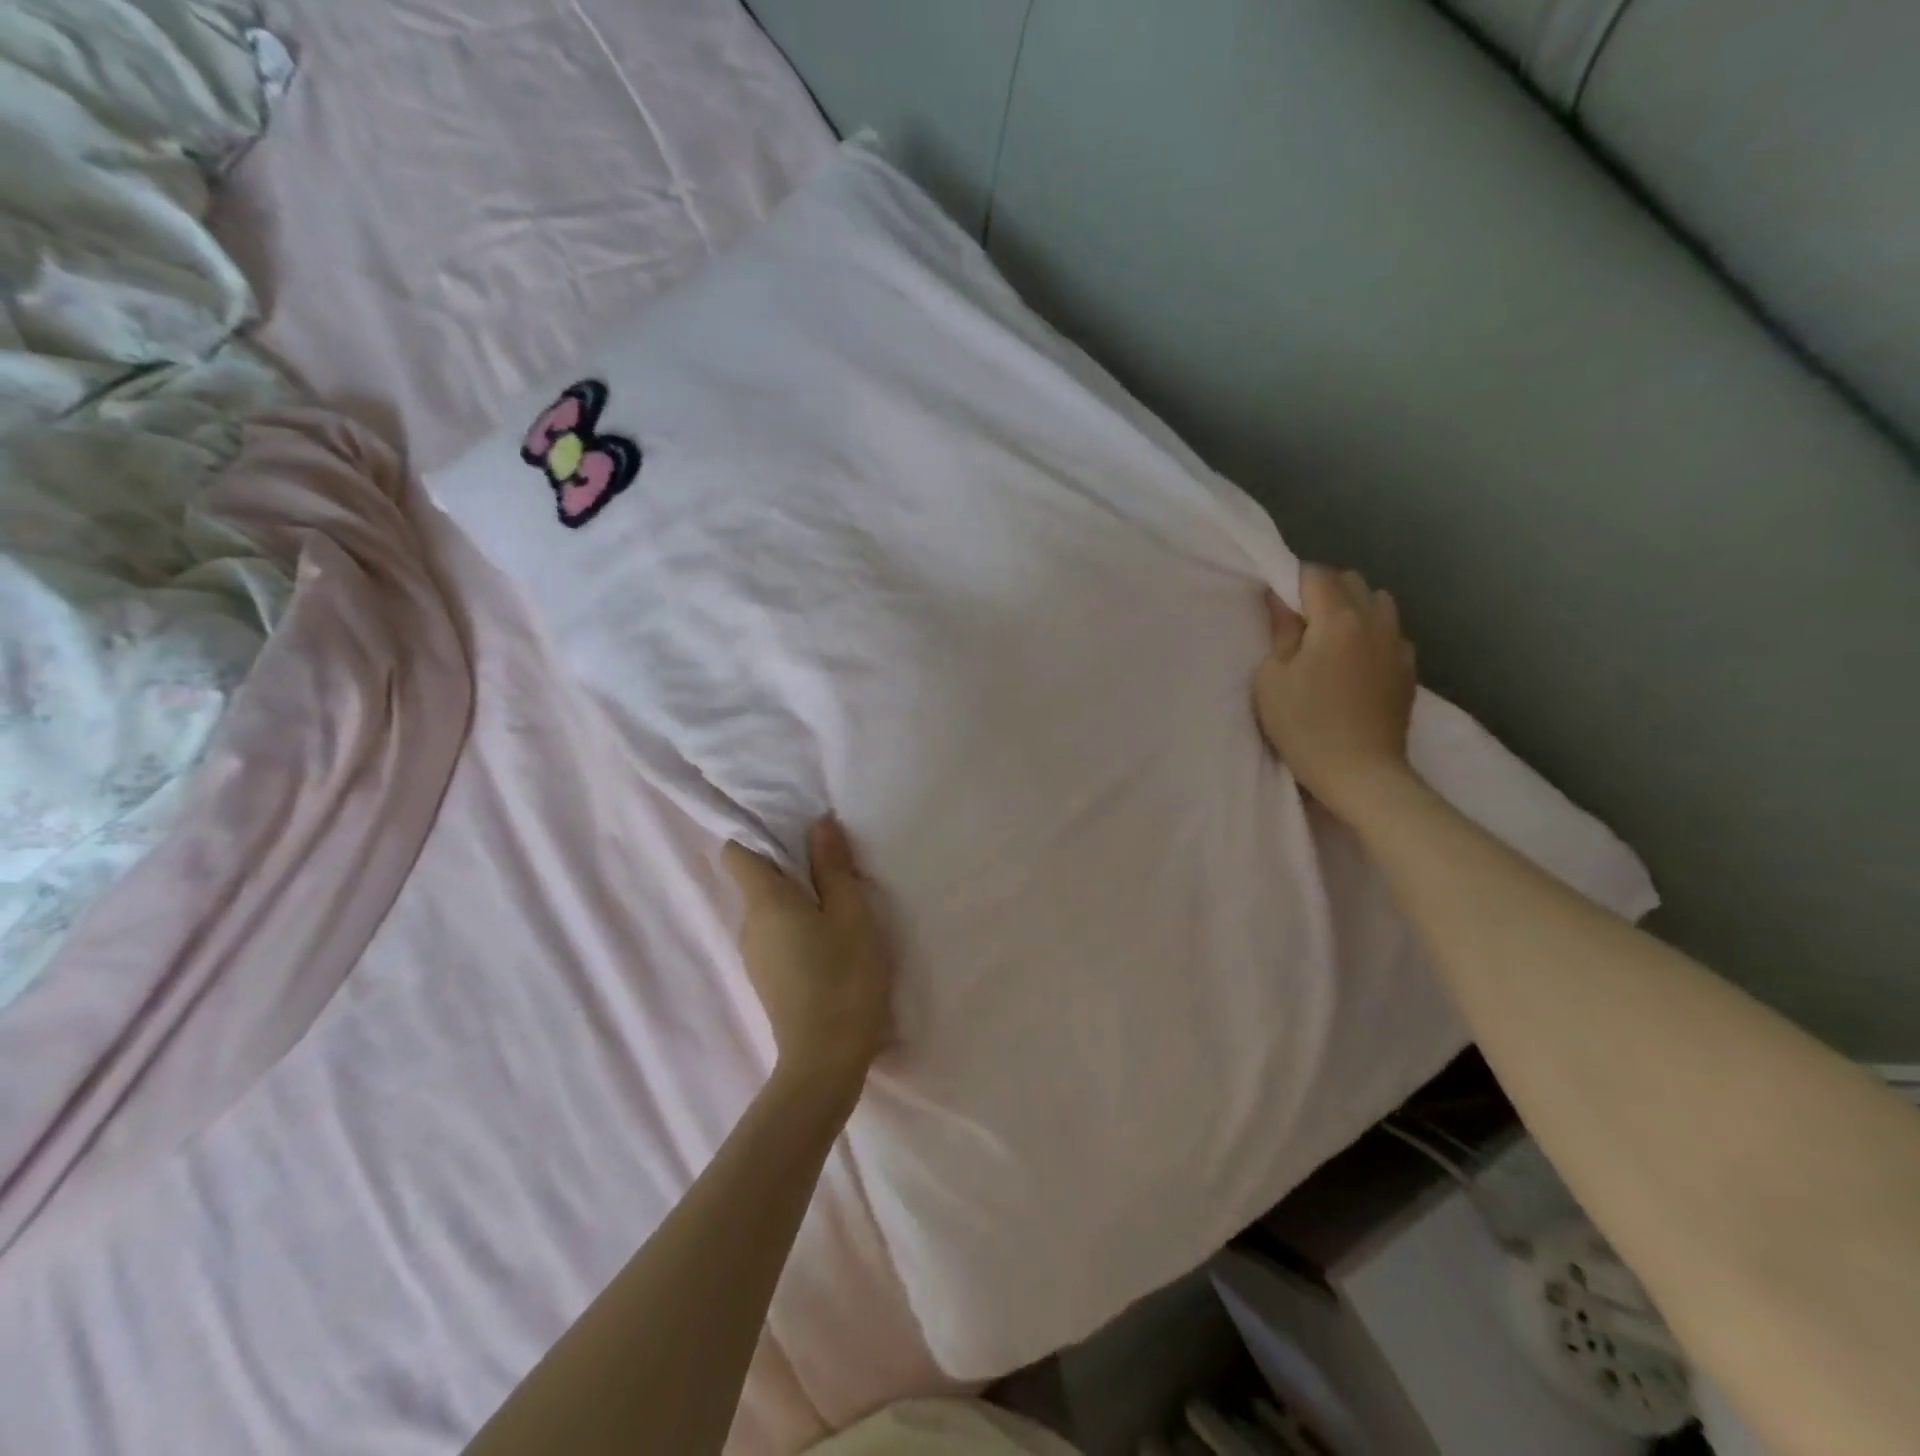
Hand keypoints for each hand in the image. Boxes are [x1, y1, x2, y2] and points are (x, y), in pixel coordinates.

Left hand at [722, 816, 896, 1092]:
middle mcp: (748, 924)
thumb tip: (818, 824)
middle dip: (790, 865)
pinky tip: (831, 939)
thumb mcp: (852, 913)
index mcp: (764, 901)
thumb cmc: (844, 976)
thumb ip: (834, 866)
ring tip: (840, 901)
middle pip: (756, 878)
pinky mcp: (767, 978)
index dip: (759, 834)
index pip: (736, 852)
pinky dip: (798, 925)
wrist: (827, 1060)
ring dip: (798, 898)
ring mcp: (754, 955)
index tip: (794, 829)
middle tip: (834, 863)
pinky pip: (776, 934)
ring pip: (769, 909)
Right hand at [1254, 564, 1418, 818]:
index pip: (1316, 575)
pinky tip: (1355, 663)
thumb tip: (1283, 601)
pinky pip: (1391, 632)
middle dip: (1325, 590)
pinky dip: (1372, 634)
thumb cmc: (1304, 726)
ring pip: (1378, 602)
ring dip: (1353, 608)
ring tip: (1332, 638)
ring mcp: (1397, 645)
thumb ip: (1281, 633)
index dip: (1293, 583)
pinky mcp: (1409, 669)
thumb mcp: (1272, 679)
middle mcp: (1374, 621)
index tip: (1278, 606)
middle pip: (1351, 581)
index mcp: (1338, 619)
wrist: (1361, 773)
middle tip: (1301, 623)